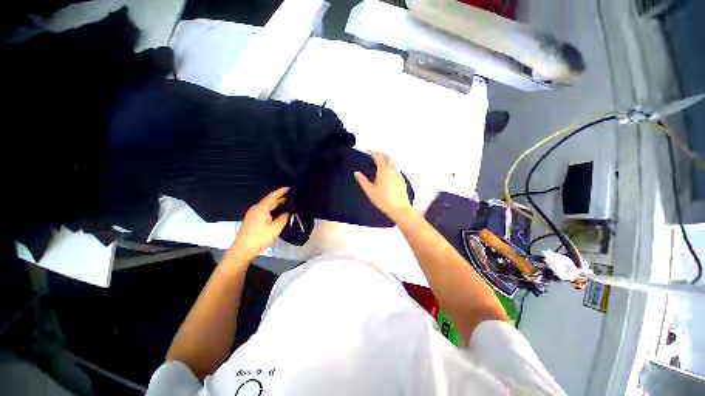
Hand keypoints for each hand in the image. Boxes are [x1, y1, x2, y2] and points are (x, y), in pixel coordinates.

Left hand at [229, 187, 289, 261]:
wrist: (242, 250)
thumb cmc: (259, 238)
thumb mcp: (274, 229)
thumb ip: (283, 219)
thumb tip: (288, 213)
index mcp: (261, 208)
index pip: (272, 196)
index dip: (281, 191)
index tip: (289, 188)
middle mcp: (256, 208)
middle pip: (269, 200)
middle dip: (280, 197)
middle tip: (292, 197)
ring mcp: (253, 214)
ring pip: (267, 205)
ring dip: (276, 204)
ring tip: (288, 203)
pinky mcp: (252, 219)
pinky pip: (264, 210)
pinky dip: (272, 209)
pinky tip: (278, 212)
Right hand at [354, 152, 413, 222]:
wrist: (399, 209)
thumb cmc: (383, 200)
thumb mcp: (370, 191)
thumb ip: (362, 180)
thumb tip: (356, 173)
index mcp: (383, 170)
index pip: (378, 157)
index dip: (373, 153)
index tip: (368, 152)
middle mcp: (392, 170)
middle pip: (388, 157)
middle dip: (381, 154)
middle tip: (374, 155)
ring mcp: (399, 175)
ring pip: (393, 163)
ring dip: (386, 160)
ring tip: (380, 164)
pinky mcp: (402, 180)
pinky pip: (396, 169)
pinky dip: (390, 167)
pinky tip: (387, 174)